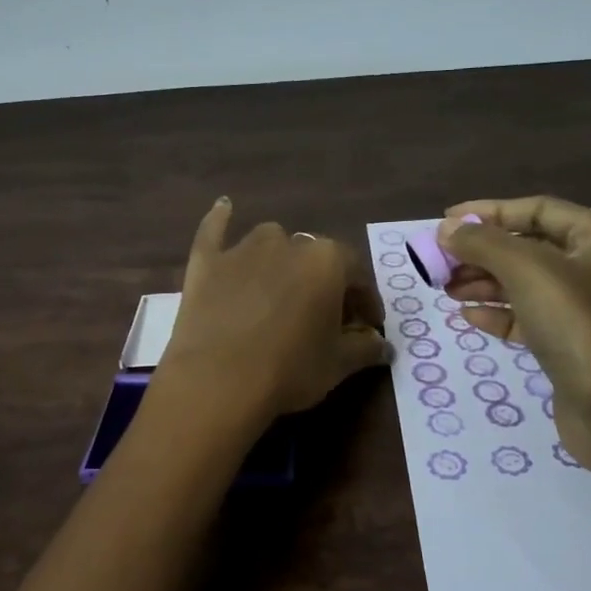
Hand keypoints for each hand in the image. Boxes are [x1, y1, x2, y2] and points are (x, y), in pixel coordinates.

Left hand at [160, 197, 391, 420]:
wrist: (216, 383)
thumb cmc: (289, 371)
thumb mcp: (338, 365)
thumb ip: (366, 348)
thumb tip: (384, 346)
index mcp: (327, 261)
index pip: (358, 275)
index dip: (366, 302)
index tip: (368, 325)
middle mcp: (288, 243)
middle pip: (315, 258)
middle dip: (325, 283)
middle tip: (326, 316)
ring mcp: (242, 249)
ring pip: (271, 243)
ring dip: (281, 259)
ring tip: (282, 289)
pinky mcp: (206, 262)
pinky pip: (214, 231)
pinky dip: (220, 220)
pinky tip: (224, 206)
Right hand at [440, 195, 590, 471]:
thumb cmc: (579, 326)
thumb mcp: (527, 271)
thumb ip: (483, 243)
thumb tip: (446, 229)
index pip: (538, 210)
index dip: (490, 211)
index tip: (446, 222)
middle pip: (528, 247)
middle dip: (482, 251)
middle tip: (439, 260)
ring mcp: (584, 310)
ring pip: (524, 284)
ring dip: (483, 282)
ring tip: (445, 288)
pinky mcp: (570, 345)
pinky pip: (526, 317)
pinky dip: (496, 313)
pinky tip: (467, 316)